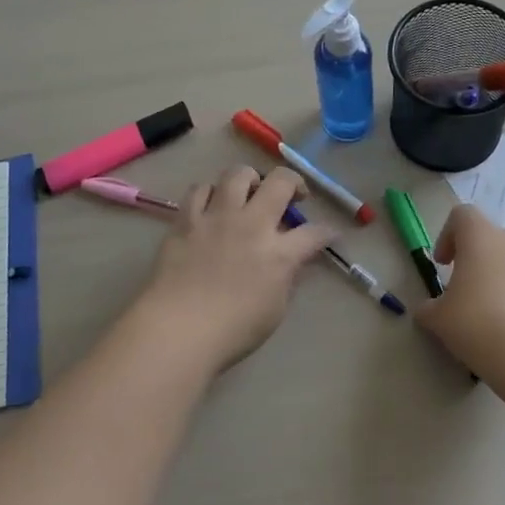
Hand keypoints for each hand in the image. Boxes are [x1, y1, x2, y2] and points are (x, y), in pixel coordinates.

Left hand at [128, 165, 334, 376]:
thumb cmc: (231, 331)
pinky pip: (200, 189)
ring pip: (238, 173)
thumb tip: (290, 262)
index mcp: (279, 254)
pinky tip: (212, 205)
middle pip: (280, 182)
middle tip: (291, 195)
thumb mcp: (275, 311)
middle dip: (294, 183)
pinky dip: (211, 193)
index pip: (314, 233)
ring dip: (250, 179)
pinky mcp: (187, 219)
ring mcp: (217, 217)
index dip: (326, 232)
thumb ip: (286, 279)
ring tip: (249, 193)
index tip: (328, 234)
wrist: (177, 330)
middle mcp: (252, 224)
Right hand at [413, 205, 504, 390]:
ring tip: (485, 313)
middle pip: (491, 237)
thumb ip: (429, 308)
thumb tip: (427, 310)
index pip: (462, 215)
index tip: (442, 264)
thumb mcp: (439, 319)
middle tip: (463, 288)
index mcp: (481, 237)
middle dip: (475, 258)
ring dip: (497, 278)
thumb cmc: (477, 322)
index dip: (447, 235)